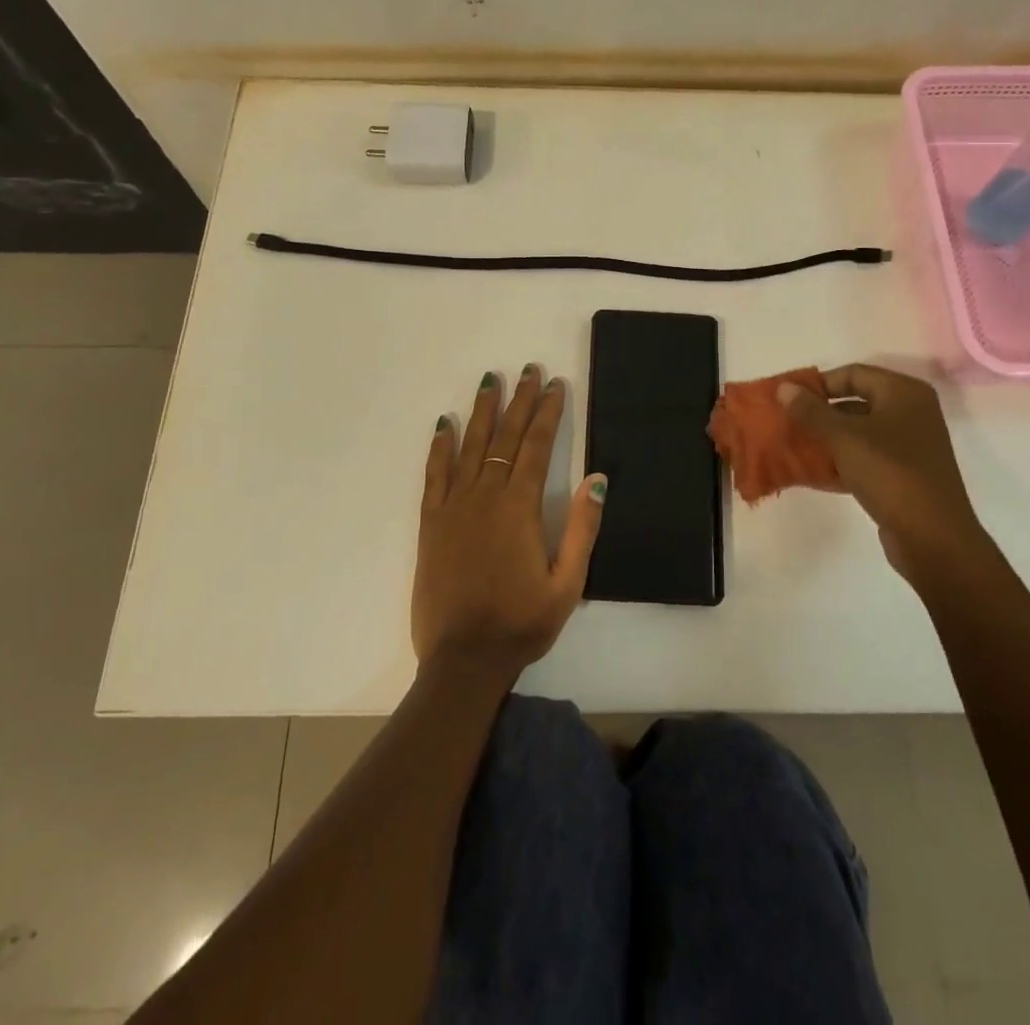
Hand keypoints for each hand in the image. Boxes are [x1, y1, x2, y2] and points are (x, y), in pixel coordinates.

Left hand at [413, 364, 605, 678]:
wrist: (463, 660)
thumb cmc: (521, 623)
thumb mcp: (568, 583)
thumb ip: (583, 528)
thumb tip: (599, 478)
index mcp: (520, 509)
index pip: (536, 447)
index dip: (547, 413)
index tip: (555, 385)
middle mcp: (485, 497)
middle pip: (504, 438)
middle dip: (519, 401)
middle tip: (528, 370)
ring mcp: (454, 508)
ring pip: (469, 447)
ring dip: (482, 412)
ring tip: (490, 381)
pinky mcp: (431, 524)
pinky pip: (434, 475)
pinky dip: (440, 447)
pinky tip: (444, 425)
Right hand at [778, 365, 985, 580]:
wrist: (932, 537)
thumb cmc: (890, 473)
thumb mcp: (844, 437)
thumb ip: (811, 410)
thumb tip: (784, 387)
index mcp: (904, 392)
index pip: (853, 373)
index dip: (819, 384)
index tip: (788, 400)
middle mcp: (911, 412)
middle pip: (856, 401)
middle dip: (820, 412)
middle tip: (788, 422)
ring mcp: (910, 445)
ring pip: (859, 431)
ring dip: (827, 438)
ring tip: (795, 446)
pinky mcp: (904, 474)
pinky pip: (866, 457)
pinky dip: (841, 460)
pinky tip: (814, 472)